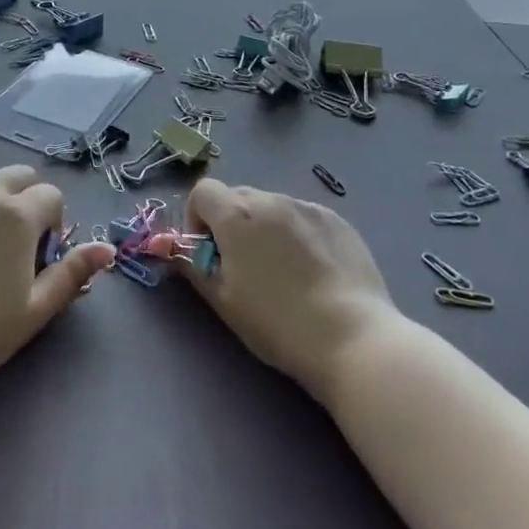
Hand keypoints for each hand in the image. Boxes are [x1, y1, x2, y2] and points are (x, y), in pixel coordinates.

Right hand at [174, 178, 400, 402]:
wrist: (352, 337)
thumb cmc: (276, 323)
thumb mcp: (222, 300)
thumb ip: (193, 265)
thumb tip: (176, 247)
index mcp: (236, 215)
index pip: (202, 191)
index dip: (197, 218)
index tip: (209, 252)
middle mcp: (271, 199)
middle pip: (237, 196)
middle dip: (230, 223)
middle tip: (242, 265)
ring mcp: (308, 207)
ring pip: (272, 207)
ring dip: (265, 227)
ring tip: (282, 271)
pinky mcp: (338, 221)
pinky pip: (303, 217)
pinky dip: (297, 234)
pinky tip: (313, 272)